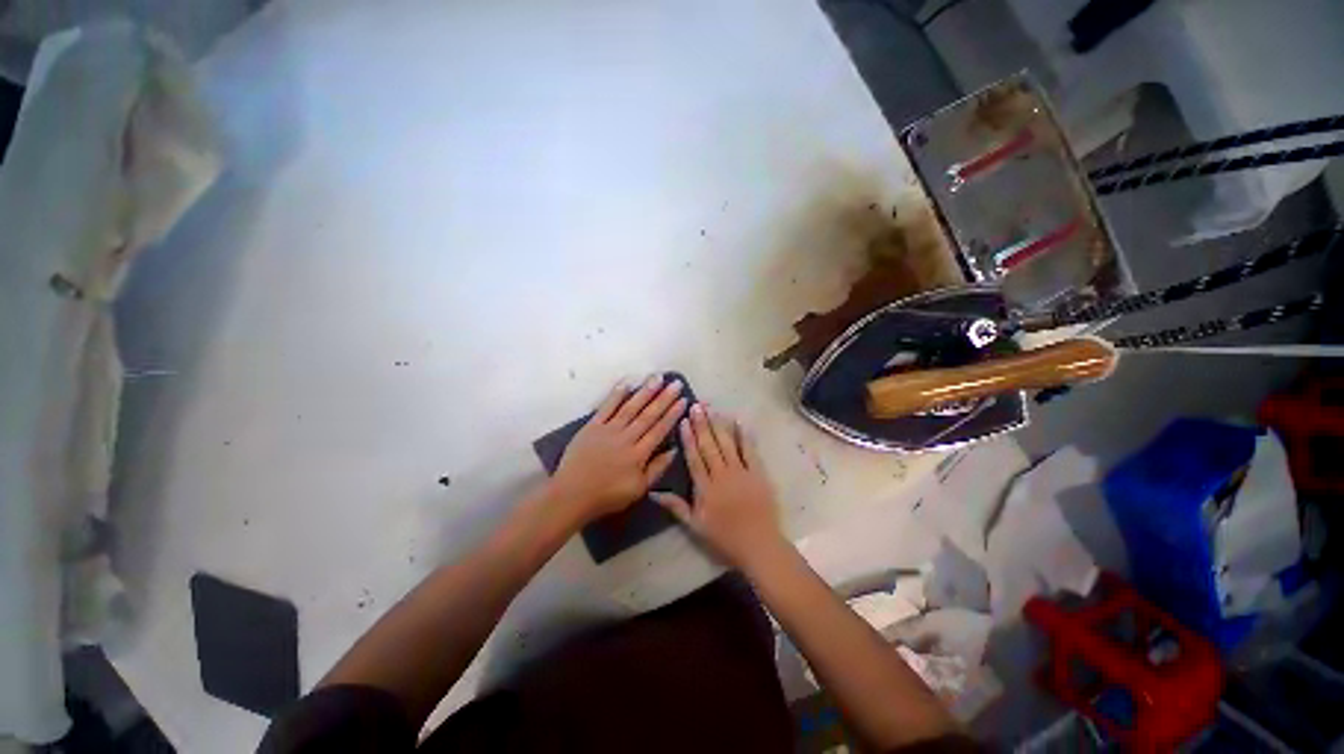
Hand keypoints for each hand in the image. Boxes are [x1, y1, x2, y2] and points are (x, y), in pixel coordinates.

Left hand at [550, 375, 686, 524]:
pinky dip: (616, 394)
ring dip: (645, 392)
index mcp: (639, 454)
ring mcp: (608, 429)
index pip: (660, 429)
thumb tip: (674, 449)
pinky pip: (606, 407)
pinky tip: (627, 382)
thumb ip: (657, 468)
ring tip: (657, 377)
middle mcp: (626, 437)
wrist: (572, 495)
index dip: (672, 414)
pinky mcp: (592, 426)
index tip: (684, 400)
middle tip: (675, 383)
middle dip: (664, 398)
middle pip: (648, 415)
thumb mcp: (639, 489)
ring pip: (630, 407)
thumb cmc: (607, 495)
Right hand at [651, 404, 783, 570]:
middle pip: (709, 446)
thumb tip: (653, 493)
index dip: (688, 438)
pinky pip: (749, 450)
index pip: (694, 458)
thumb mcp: (695, 526)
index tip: (683, 421)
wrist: (758, 545)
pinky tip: (738, 421)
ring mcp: (741, 472)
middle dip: (701, 424)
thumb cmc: (724, 537)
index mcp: (705, 488)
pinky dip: (744, 435)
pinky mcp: (758, 473)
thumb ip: (676, 506)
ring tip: (711, 408)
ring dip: (718, 425)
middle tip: (696, 405)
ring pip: (726, 444)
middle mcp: (721, 475)